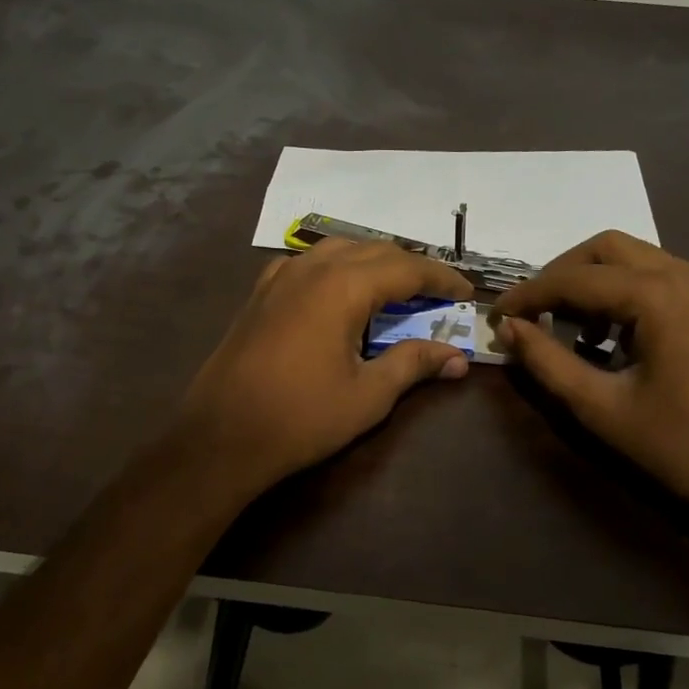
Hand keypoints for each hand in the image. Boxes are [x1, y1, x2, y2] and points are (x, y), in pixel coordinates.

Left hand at [175, 239, 475, 492]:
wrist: (222, 437)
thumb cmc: (301, 418)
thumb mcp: (368, 395)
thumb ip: (413, 364)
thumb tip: (457, 358)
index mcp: (342, 287)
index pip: (406, 268)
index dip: (441, 279)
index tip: (466, 293)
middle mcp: (311, 269)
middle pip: (373, 251)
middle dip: (410, 268)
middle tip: (437, 294)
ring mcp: (279, 277)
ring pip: (337, 251)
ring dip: (372, 263)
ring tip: (394, 289)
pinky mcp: (259, 294)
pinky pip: (306, 264)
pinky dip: (334, 269)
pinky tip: (337, 293)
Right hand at [494, 231, 688, 526]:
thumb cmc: (678, 446)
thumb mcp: (599, 407)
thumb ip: (547, 362)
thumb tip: (508, 329)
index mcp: (659, 297)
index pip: (576, 279)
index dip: (528, 294)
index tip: (495, 315)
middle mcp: (687, 275)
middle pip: (606, 249)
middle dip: (560, 275)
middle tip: (530, 312)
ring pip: (634, 258)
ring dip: (591, 282)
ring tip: (566, 328)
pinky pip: (658, 277)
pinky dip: (622, 293)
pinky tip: (610, 336)